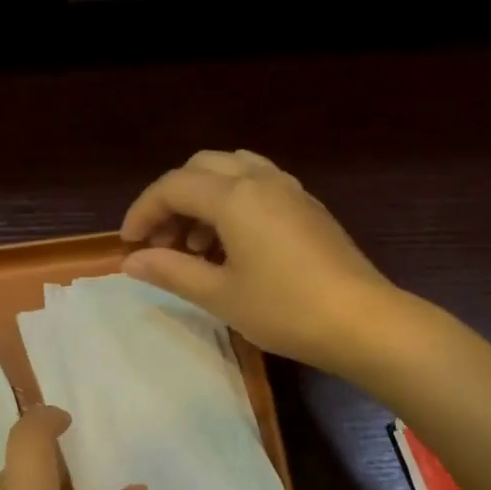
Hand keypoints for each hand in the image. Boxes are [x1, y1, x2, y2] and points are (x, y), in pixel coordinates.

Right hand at [120, 149, 400, 374]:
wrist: (361, 321)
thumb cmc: (285, 310)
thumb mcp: (220, 295)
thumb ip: (172, 271)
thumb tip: (132, 261)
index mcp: (234, 196)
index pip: (173, 187)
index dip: (143, 212)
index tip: (128, 245)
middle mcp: (261, 180)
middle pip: (201, 168)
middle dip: (173, 200)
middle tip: (162, 243)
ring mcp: (290, 190)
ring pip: (233, 172)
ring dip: (204, 200)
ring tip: (196, 247)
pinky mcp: (308, 207)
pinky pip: (259, 187)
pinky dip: (233, 204)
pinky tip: (234, 246)